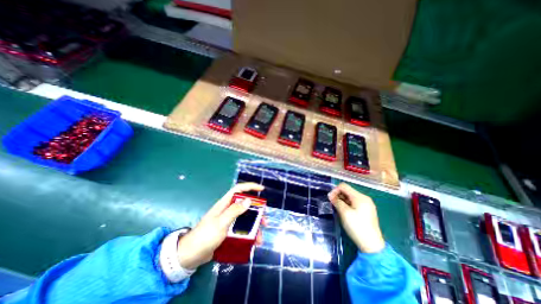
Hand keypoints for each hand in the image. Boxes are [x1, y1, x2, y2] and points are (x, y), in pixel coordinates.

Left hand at [176, 182, 262, 269]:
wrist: (190, 256)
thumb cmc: (205, 236)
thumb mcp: (221, 223)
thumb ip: (234, 211)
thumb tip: (248, 200)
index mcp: (225, 204)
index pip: (239, 190)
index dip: (250, 187)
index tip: (261, 189)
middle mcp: (227, 210)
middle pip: (245, 206)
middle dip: (256, 212)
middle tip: (264, 220)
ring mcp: (228, 221)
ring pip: (245, 219)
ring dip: (254, 227)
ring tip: (260, 238)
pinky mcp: (228, 231)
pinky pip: (241, 230)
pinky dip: (248, 235)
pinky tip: (253, 243)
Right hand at [328, 183, 386, 253]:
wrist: (372, 246)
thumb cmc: (357, 227)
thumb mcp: (344, 213)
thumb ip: (337, 201)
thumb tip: (330, 195)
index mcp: (360, 197)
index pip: (344, 186)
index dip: (335, 190)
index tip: (330, 199)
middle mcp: (364, 198)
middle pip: (348, 191)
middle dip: (338, 195)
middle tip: (333, 204)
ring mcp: (367, 205)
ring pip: (350, 197)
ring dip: (342, 200)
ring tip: (338, 209)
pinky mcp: (367, 211)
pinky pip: (354, 203)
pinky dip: (347, 205)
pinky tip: (345, 212)